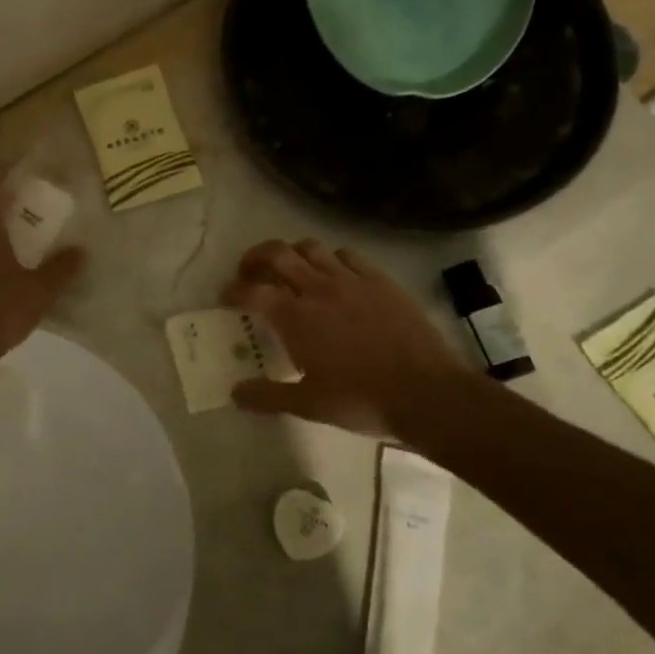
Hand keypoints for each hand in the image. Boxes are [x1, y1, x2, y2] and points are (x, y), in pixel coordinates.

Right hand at [224, 239, 475, 439]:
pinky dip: (331, 260)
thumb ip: (267, 396)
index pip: (252, 291)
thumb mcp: (308, 405)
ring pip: (312, 248)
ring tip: (291, 270)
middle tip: (250, 272)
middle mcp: (319, 289)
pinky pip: (348, 256)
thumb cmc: (361, 400)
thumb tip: (235, 393)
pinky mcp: (381, 281)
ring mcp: (352, 280)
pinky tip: (335, 276)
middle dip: (256, 257)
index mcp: (295, 317)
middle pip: (278, 253)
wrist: (427, 393)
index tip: (227, 298)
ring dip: (293, 254)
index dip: (233, 291)